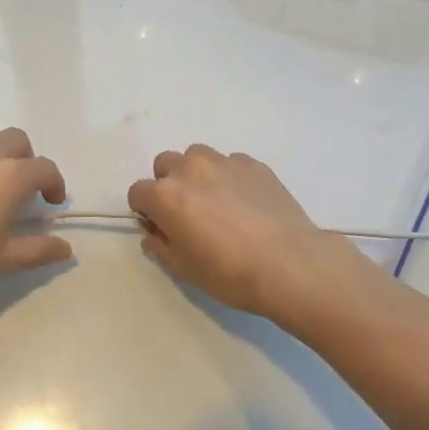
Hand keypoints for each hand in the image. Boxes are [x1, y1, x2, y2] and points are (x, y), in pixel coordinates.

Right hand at [127, 146, 357, 322]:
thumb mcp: (185, 269)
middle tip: (187, 212)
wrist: (291, 264)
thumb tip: (152, 234)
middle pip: (164, 164)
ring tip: (216, 201)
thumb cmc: (231, 273)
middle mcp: (190, 169)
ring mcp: (223, 161)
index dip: (145, 210)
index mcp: (166, 196)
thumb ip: (160, 246)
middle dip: (168, 184)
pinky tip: (245, 202)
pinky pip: (229, 163)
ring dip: (196, 173)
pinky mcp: (252, 163)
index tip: (159, 226)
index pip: (137, 191)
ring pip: (196, 156)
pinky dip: (228, 176)